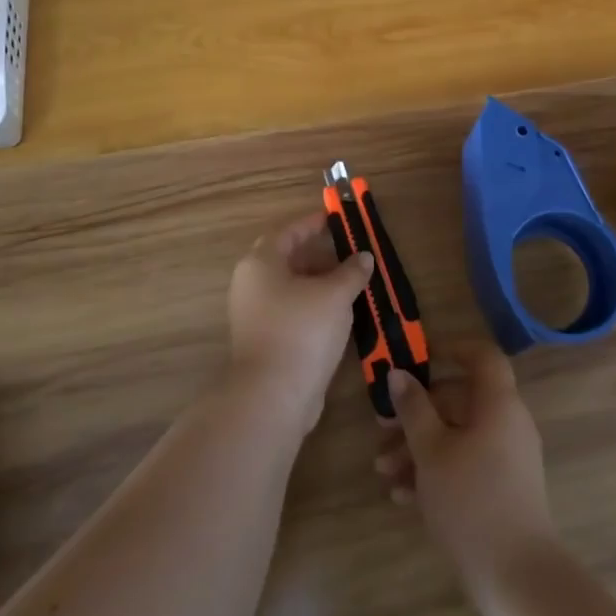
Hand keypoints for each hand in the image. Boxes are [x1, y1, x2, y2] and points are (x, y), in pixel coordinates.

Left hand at [226, 210, 373, 432]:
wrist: (273, 397)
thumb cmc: (302, 331)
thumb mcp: (335, 294)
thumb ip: (351, 271)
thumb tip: (364, 257)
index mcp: (261, 263)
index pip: (288, 232)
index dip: (313, 223)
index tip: (335, 219)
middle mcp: (251, 284)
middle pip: (287, 259)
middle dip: (318, 255)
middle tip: (347, 253)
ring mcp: (254, 315)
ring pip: (290, 288)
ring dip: (319, 283)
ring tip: (350, 284)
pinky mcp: (263, 341)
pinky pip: (291, 312)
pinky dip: (313, 306)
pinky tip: (338, 314)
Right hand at [375, 341, 557, 585]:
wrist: (517, 578)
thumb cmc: (471, 500)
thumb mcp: (431, 450)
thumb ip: (413, 408)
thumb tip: (399, 374)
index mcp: (498, 403)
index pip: (481, 356)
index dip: (451, 348)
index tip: (418, 357)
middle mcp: (508, 423)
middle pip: (459, 401)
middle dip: (416, 414)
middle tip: (381, 431)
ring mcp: (508, 458)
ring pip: (458, 436)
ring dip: (419, 447)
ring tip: (384, 471)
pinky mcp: (503, 490)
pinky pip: (466, 464)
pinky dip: (437, 471)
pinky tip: (403, 496)